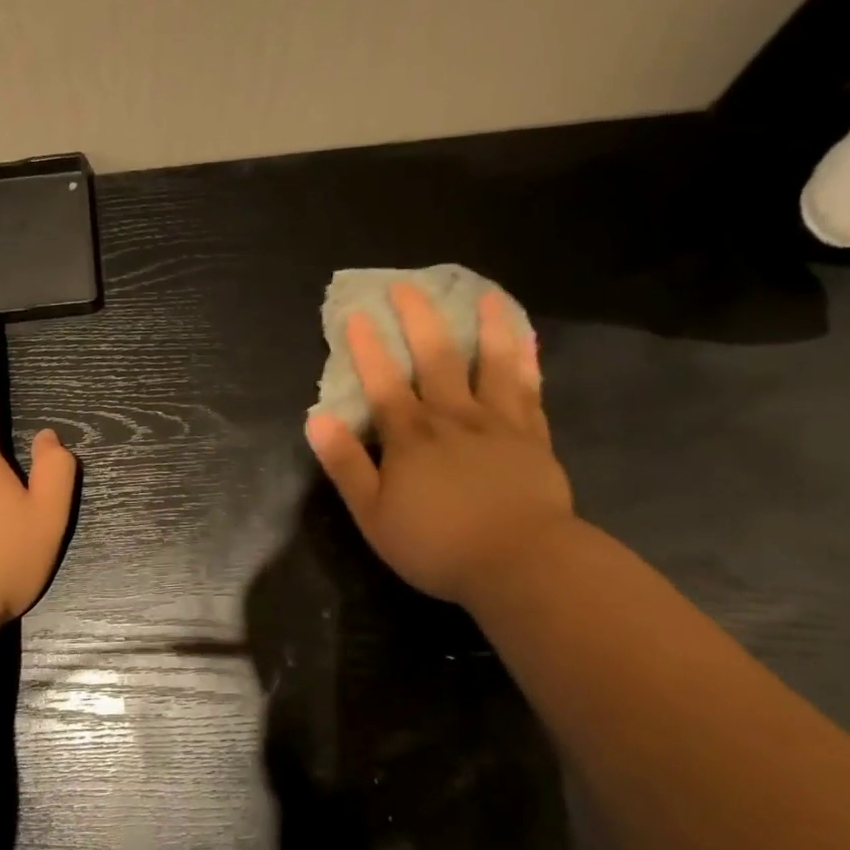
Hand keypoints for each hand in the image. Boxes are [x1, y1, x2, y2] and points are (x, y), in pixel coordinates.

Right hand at [304, 283, 574, 605]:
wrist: (520, 563)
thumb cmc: (436, 544)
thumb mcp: (372, 513)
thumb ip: (345, 464)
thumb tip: (316, 419)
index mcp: (410, 436)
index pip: (382, 383)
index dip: (366, 348)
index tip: (355, 314)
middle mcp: (453, 417)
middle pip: (435, 359)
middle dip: (417, 320)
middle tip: (406, 286)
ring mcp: (497, 423)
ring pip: (490, 363)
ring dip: (484, 327)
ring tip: (483, 295)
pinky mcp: (532, 438)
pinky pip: (528, 389)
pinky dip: (527, 360)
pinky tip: (527, 339)